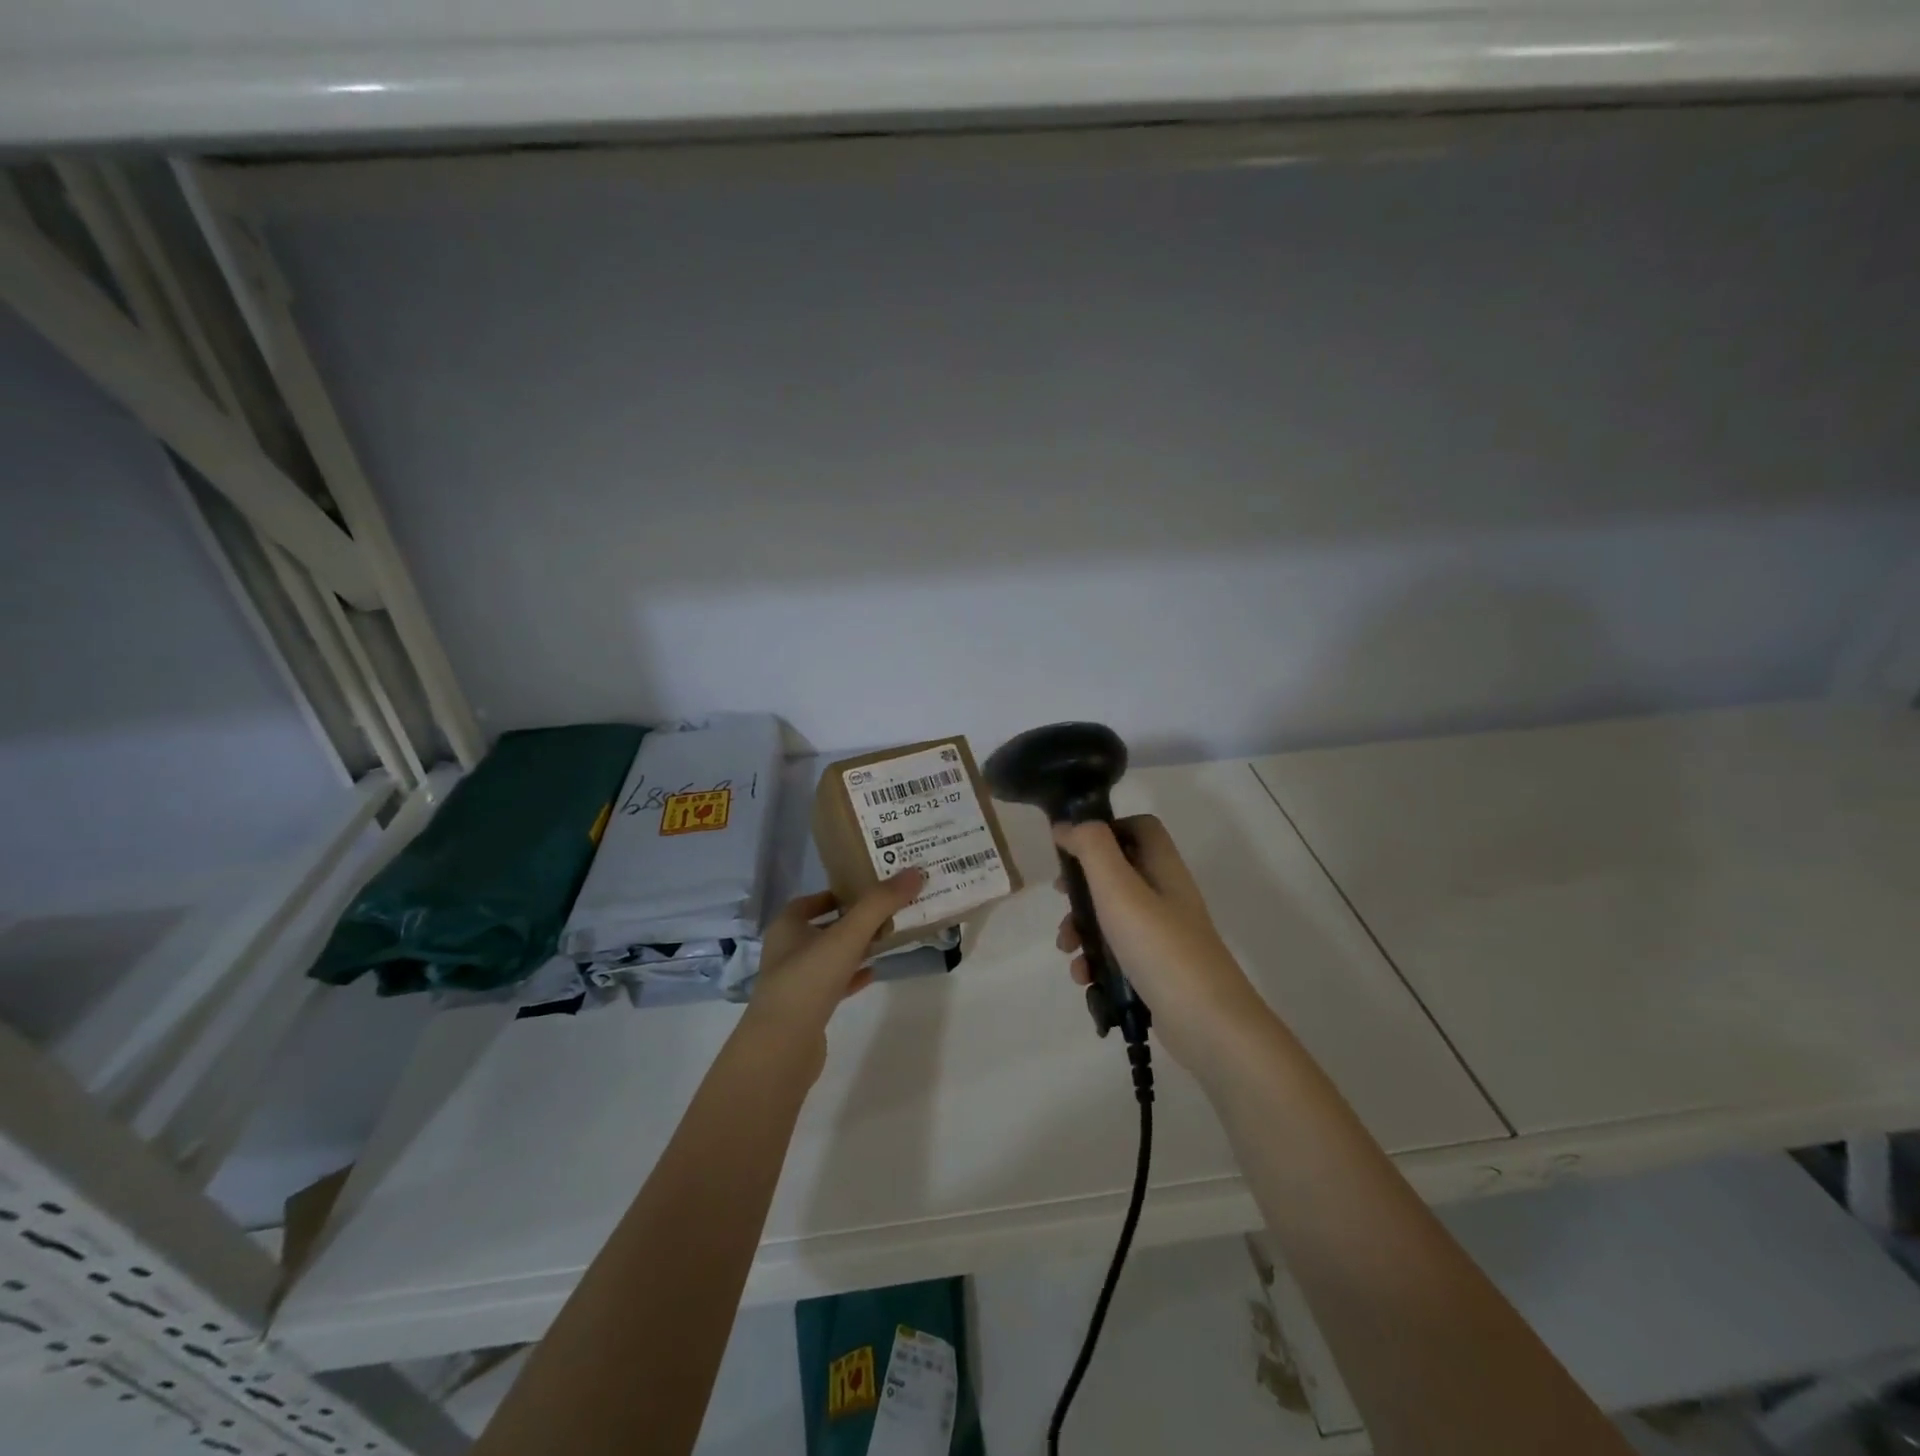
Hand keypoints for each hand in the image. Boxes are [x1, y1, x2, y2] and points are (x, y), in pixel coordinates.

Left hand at [746, 869, 926, 1047]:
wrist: (782, 1048)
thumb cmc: (808, 980)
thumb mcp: (847, 935)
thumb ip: (879, 904)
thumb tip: (915, 873)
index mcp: (787, 926)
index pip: (812, 900)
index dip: (838, 892)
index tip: (869, 889)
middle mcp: (787, 950)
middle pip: (824, 927)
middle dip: (853, 919)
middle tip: (888, 910)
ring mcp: (796, 982)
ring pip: (830, 956)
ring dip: (856, 947)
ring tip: (888, 938)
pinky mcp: (807, 1010)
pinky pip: (834, 984)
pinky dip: (853, 976)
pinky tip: (875, 973)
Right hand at [1053, 815, 1263, 1068]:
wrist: (1208, 1024)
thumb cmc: (1160, 946)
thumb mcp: (1119, 888)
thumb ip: (1092, 848)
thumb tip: (1067, 825)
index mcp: (1163, 868)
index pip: (1139, 827)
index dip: (1106, 829)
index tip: (1072, 847)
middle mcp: (1166, 895)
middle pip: (1118, 872)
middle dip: (1082, 886)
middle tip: (1061, 898)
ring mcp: (1163, 935)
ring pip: (1112, 916)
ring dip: (1082, 929)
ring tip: (1068, 950)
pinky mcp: (1156, 970)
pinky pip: (1117, 954)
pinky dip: (1096, 962)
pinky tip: (1085, 979)